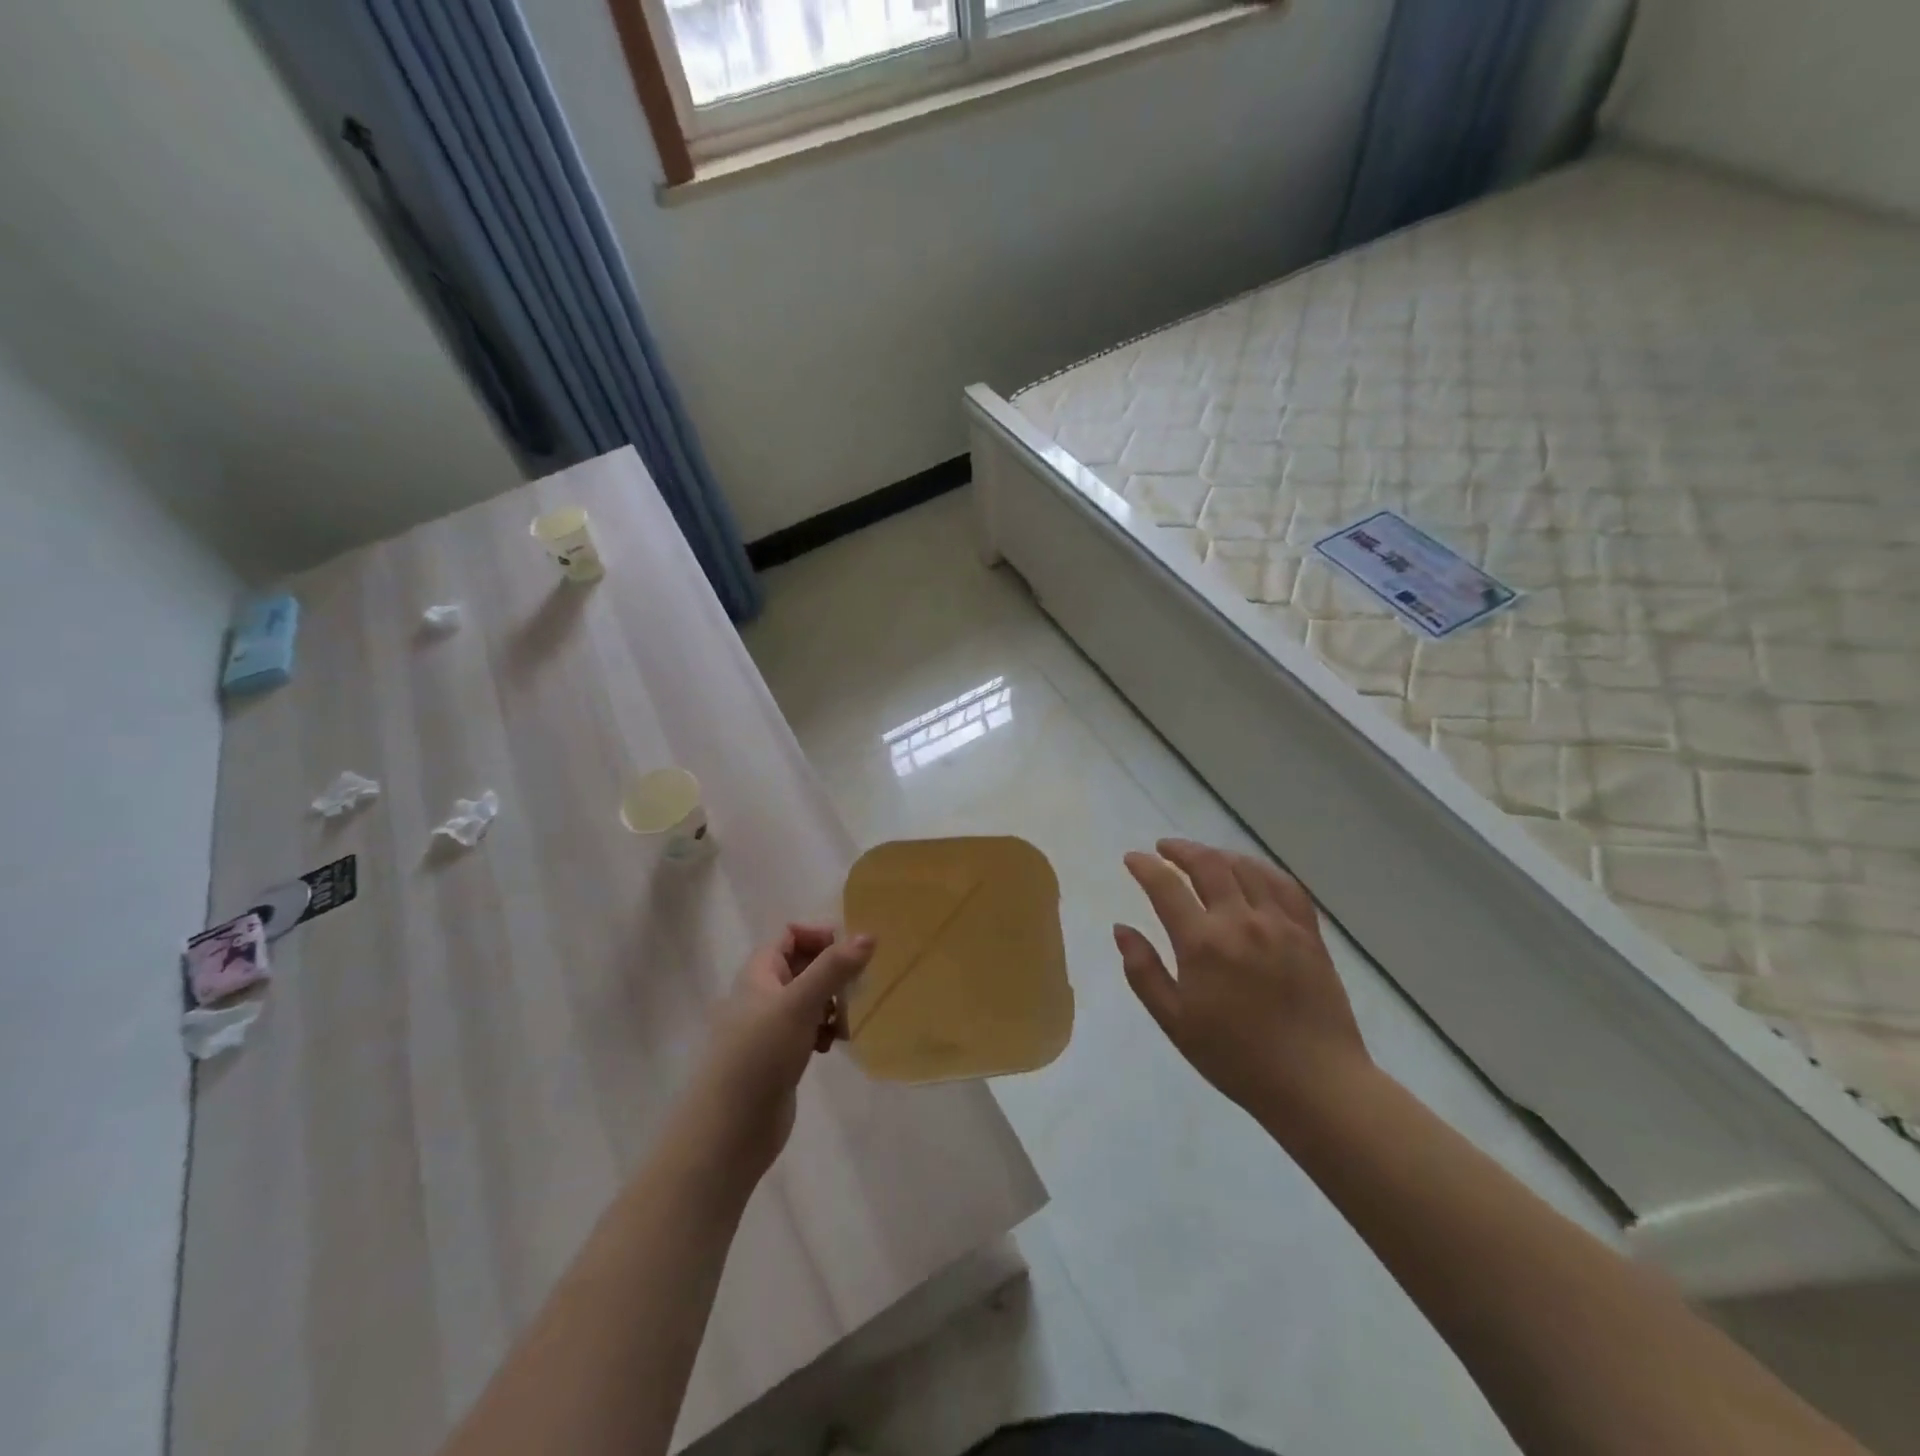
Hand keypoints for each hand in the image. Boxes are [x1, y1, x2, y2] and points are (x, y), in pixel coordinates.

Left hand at [690, 925, 873, 1177]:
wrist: (730, 1130)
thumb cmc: (760, 1056)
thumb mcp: (799, 1004)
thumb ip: (834, 968)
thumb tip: (869, 935)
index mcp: (759, 973)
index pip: (791, 935)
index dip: (821, 936)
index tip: (851, 954)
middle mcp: (763, 994)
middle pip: (804, 965)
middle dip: (833, 972)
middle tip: (859, 987)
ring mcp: (770, 1027)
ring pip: (810, 998)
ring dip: (833, 1003)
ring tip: (848, 1022)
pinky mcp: (780, 1055)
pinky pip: (809, 1028)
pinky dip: (825, 1031)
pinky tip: (834, 1046)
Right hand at [1115, 839, 1370, 1122]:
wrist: (1315, 1083)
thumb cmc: (1235, 1058)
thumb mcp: (1175, 1022)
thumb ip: (1144, 972)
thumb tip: (1121, 929)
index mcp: (1202, 944)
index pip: (1166, 887)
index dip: (1145, 867)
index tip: (1132, 859)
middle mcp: (1240, 921)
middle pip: (1207, 864)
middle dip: (1180, 850)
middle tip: (1163, 849)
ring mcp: (1279, 924)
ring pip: (1246, 868)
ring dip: (1218, 855)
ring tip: (1202, 858)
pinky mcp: (1309, 933)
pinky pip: (1285, 885)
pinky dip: (1262, 869)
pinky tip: (1251, 872)